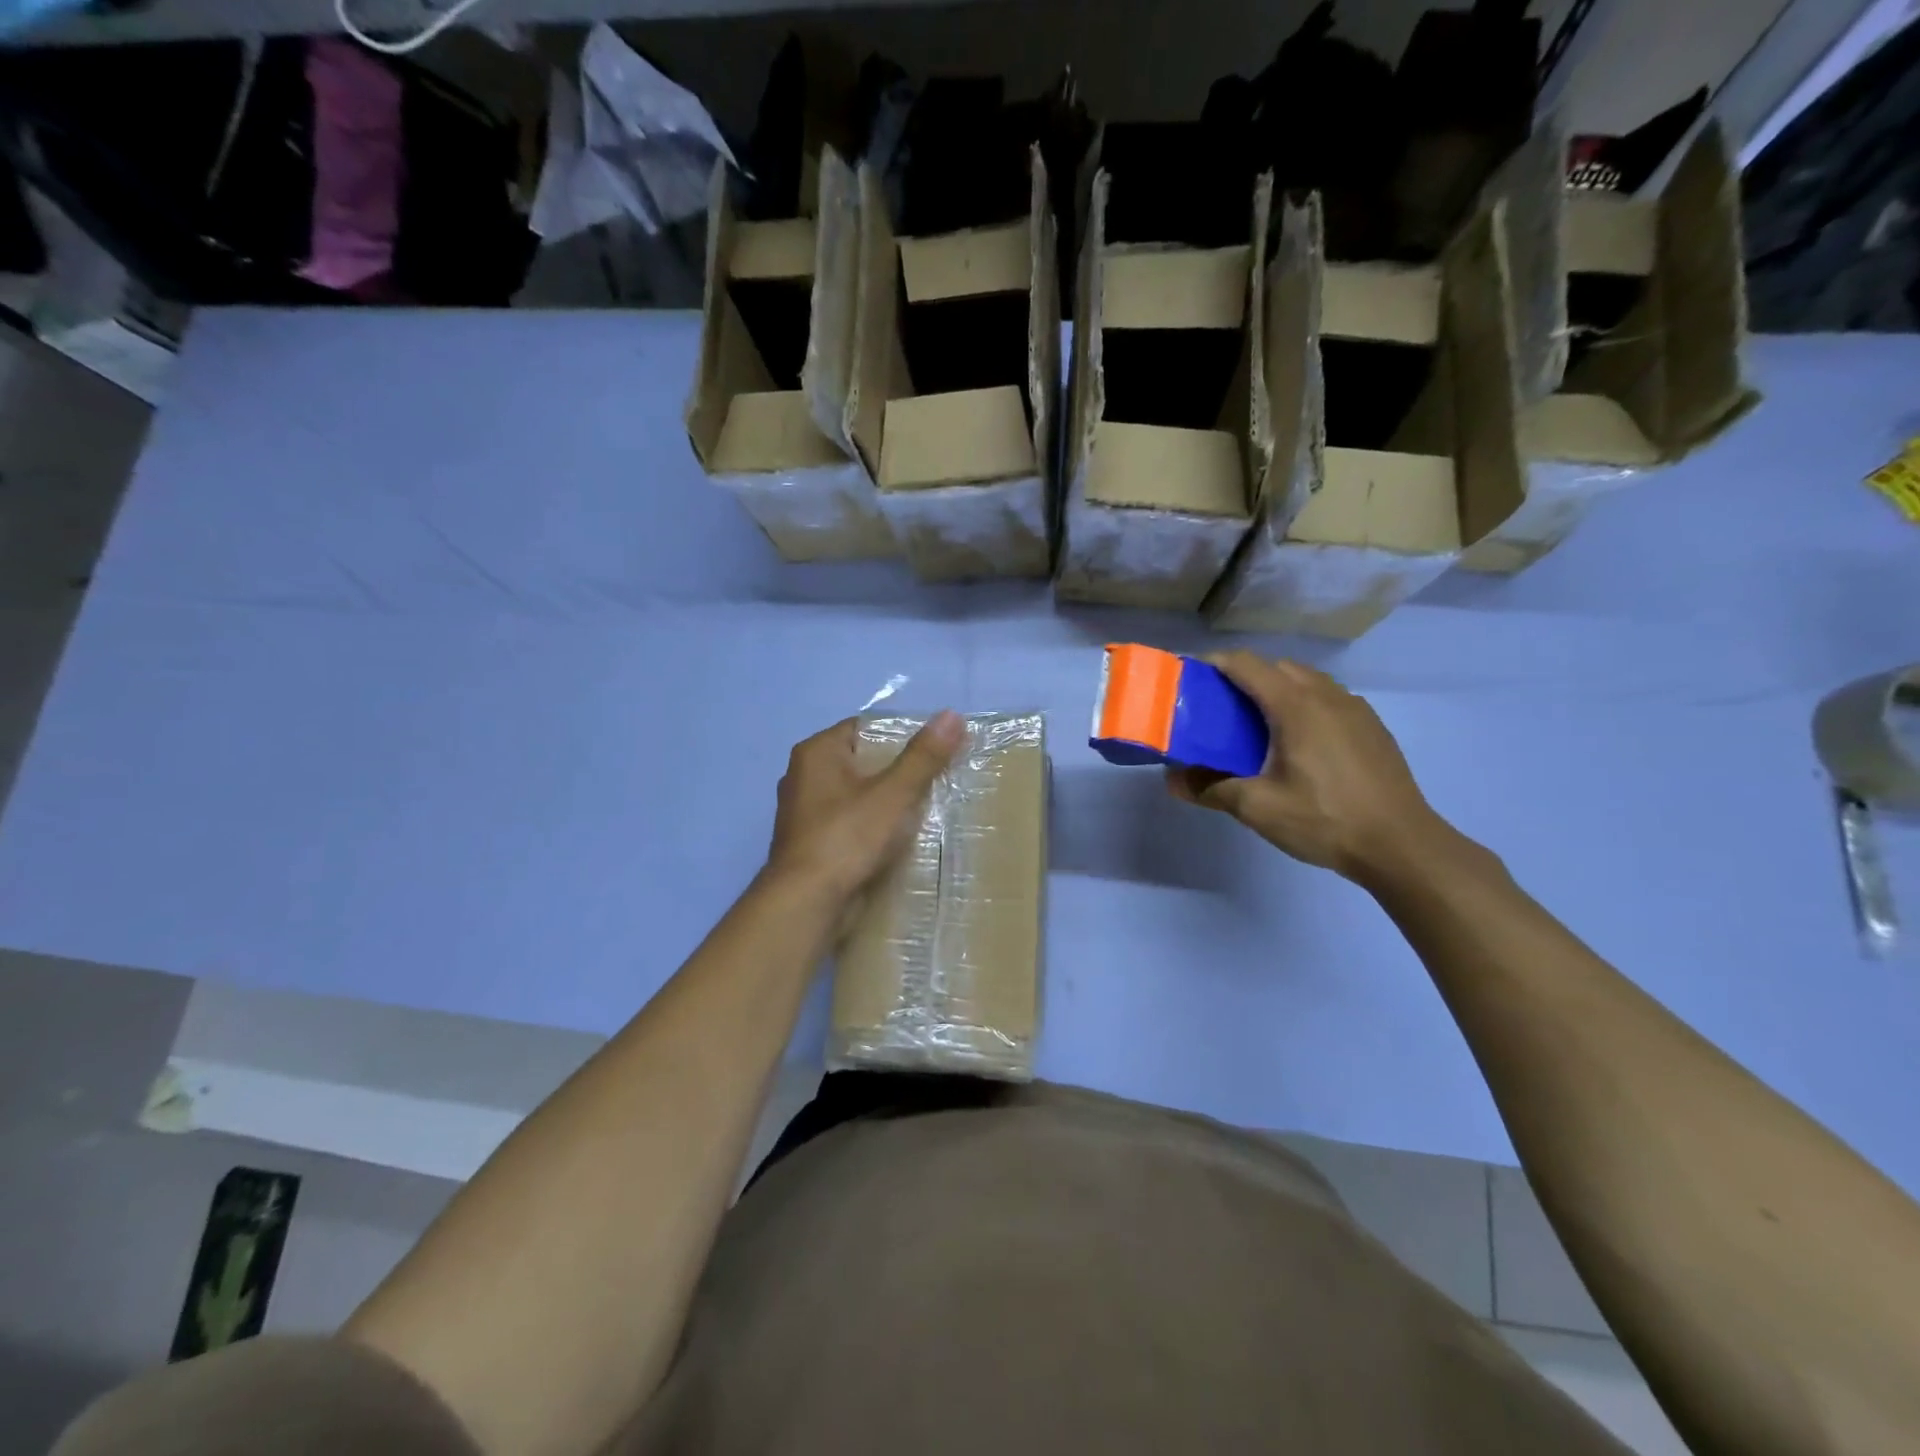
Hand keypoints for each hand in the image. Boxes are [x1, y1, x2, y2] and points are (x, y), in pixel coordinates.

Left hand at [765, 711, 965, 901]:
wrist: (807, 904)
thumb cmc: (847, 837)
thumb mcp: (893, 794)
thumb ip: (923, 756)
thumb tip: (952, 714)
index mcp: (816, 753)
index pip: (865, 728)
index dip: (901, 735)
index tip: (935, 750)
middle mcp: (803, 777)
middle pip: (862, 762)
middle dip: (898, 772)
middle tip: (937, 779)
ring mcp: (804, 814)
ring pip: (857, 796)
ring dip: (887, 803)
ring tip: (926, 809)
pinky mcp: (812, 845)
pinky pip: (850, 825)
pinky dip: (872, 829)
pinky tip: (899, 839)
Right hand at [1166, 653, 1453, 885]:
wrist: (1401, 845)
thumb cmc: (1325, 819)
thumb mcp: (1257, 807)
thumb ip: (1210, 788)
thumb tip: (1172, 780)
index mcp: (1296, 705)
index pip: (1247, 664)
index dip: (1214, 663)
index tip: (1189, 677)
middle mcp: (1327, 695)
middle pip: (1276, 667)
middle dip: (1243, 677)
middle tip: (1217, 708)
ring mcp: (1355, 709)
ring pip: (1306, 681)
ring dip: (1275, 690)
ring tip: (1254, 725)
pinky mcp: (1371, 727)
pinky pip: (1327, 699)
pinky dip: (1302, 705)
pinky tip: (1296, 743)